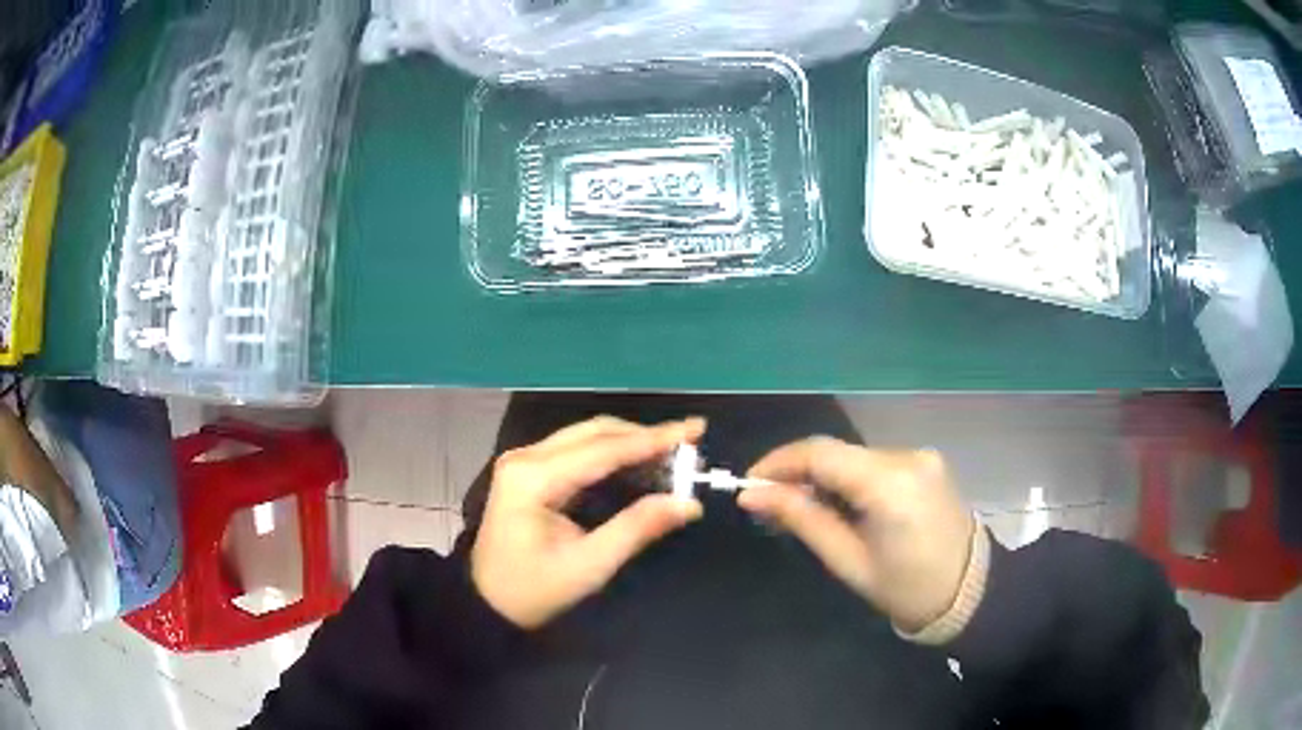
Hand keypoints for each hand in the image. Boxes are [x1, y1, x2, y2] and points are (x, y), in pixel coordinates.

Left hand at [471, 416, 704, 628]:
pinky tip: (639, 464)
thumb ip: (637, 529)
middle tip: (689, 445)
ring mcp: (524, 462)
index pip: (604, 449)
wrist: (486, 603)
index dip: (654, 439)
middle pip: (595, 432)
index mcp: (534, 478)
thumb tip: (688, 503)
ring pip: (586, 437)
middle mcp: (526, 458)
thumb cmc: (533, 591)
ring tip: (673, 453)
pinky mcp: (528, 472)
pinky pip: (577, 451)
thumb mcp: (589, 566)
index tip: (696, 430)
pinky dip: (612, 454)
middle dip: (644, 436)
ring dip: (629, 442)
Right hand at [738, 438, 974, 632]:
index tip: (750, 485)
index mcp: (890, 484)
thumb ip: (802, 519)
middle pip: (837, 453)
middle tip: (769, 505)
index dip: (779, 463)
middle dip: (798, 473)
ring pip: (854, 457)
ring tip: (802, 509)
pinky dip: (849, 479)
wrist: (968, 591)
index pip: (821, 453)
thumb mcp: (847, 560)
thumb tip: (753, 496)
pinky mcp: (926, 462)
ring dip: (824, 477)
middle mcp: (907, 456)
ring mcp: (921, 455)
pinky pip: (874, 463)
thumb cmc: (904, 587)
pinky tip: (840, 505)